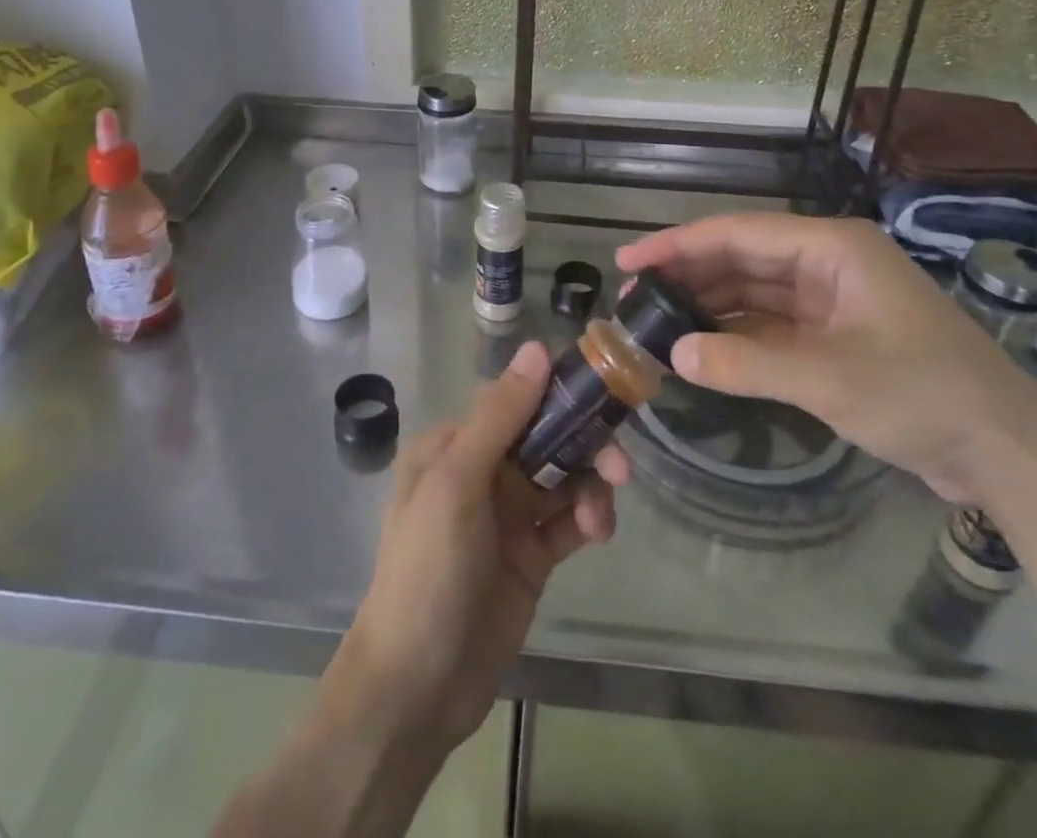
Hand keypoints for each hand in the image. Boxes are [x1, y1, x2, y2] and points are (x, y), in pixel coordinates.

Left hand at [332, 341, 627, 755]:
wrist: (417, 688)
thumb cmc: (428, 571)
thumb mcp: (457, 484)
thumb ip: (500, 417)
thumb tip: (537, 348)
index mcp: (454, 444)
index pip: (514, 399)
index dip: (557, 393)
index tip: (602, 393)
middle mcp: (481, 470)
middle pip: (546, 437)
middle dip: (584, 445)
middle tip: (620, 467)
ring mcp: (508, 515)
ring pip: (564, 477)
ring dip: (590, 487)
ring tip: (599, 520)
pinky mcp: (531, 555)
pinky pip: (569, 520)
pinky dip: (588, 518)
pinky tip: (596, 533)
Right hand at [618, 213, 1036, 505]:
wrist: (1008, 453)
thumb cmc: (923, 395)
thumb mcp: (829, 378)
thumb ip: (746, 363)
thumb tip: (674, 354)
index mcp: (832, 248)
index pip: (737, 234)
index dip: (678, 245)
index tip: (629, 262)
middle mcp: (828, 262)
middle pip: (742, 258)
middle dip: (688, 276)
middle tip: (634, 299)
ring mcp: (833, 300)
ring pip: (753, 291)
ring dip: (708, 305)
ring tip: (656, 322)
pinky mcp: (836, 335)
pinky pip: (771, 323)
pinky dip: (736, 334)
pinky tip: (701, 347)